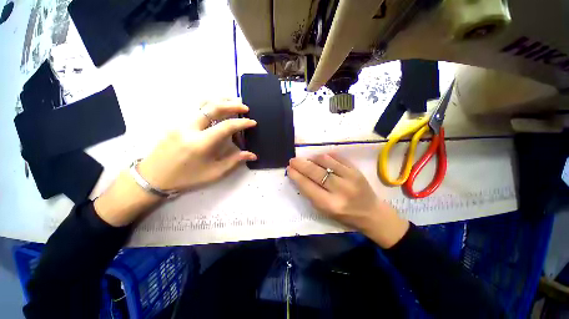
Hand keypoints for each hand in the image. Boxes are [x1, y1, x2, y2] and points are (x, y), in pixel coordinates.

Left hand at [138, 99, 256, 191]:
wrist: (153, 177)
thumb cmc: (186, 178)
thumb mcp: (214, 173)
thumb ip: (234, 161)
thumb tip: (252, 155)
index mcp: (201, 143)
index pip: (226, 126)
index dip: (242, 123)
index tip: (252, 122)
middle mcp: (190, 128)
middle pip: (214, 108)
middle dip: (232, 105)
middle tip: (245, 107)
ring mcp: (181, 122)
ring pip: (203, 103)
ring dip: (220, 100)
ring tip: (233, 101)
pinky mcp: (176, 122)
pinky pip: (196, 108)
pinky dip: (210, 104)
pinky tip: (217, 106)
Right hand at [287, 154, 408, 247]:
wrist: (371, 213)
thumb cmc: (345, 216)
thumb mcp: (325, 211)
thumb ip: (311, 194)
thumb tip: (299, 176)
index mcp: (330, 205)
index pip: (308, 186)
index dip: (296, 176)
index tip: (289, 168)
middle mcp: (340, 190)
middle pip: (315, 172)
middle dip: (301, 164)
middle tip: (293, 160)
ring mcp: (350, 177)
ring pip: (325, 161)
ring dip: (313, 158)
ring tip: (307, 160)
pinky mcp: (356, 169)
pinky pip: (336, 157)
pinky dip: (325, 156)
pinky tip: (320, 159)